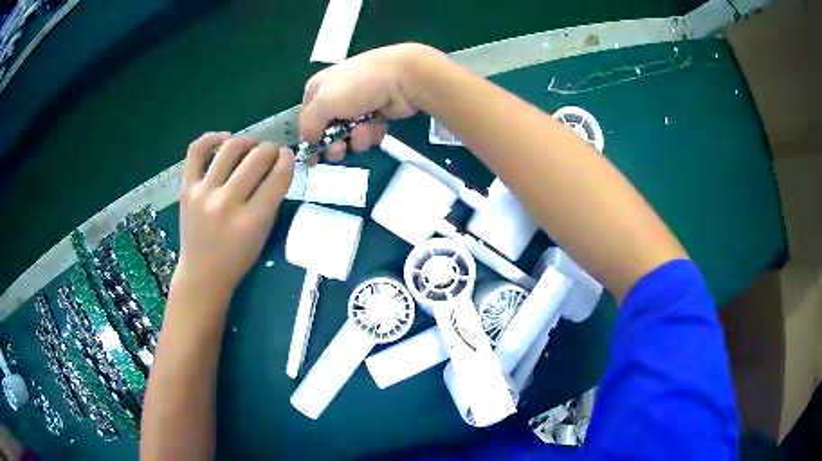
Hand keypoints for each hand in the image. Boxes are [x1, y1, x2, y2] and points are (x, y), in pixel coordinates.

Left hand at [172, 133, 294, 300]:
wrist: (202, 274)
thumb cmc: (237, 259)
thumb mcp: (263, 234)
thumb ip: (271, 199)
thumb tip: (278, 165)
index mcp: (251, 221)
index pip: (278, 176)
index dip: (288, 160)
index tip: (287, 156)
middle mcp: (227, 204)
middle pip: (257, 157)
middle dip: (271, 149)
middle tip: (271, 153)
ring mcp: (203, 194)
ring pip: (231, 147)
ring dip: (247, 143)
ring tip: (249, 149)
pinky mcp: (186, 188)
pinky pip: (196, 150)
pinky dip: (212, 138)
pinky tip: (224, 140)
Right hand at [299, 43, 432, 161]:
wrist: (402, 78)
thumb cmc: (358, 85)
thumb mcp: (323, 103)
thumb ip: (308, 125)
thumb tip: (308, 141)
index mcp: (317, 89)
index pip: (306, 121)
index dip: (309, 140)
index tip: (313, 159)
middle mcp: (335, 97)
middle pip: (327, 133)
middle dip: (334, 144)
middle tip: (341, 147)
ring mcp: (357, 106)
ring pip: (349, 137)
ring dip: (356, 139)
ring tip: (365, 129)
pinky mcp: (376, 115)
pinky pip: (367, 135)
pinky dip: (372, 134)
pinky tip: (377, 124)